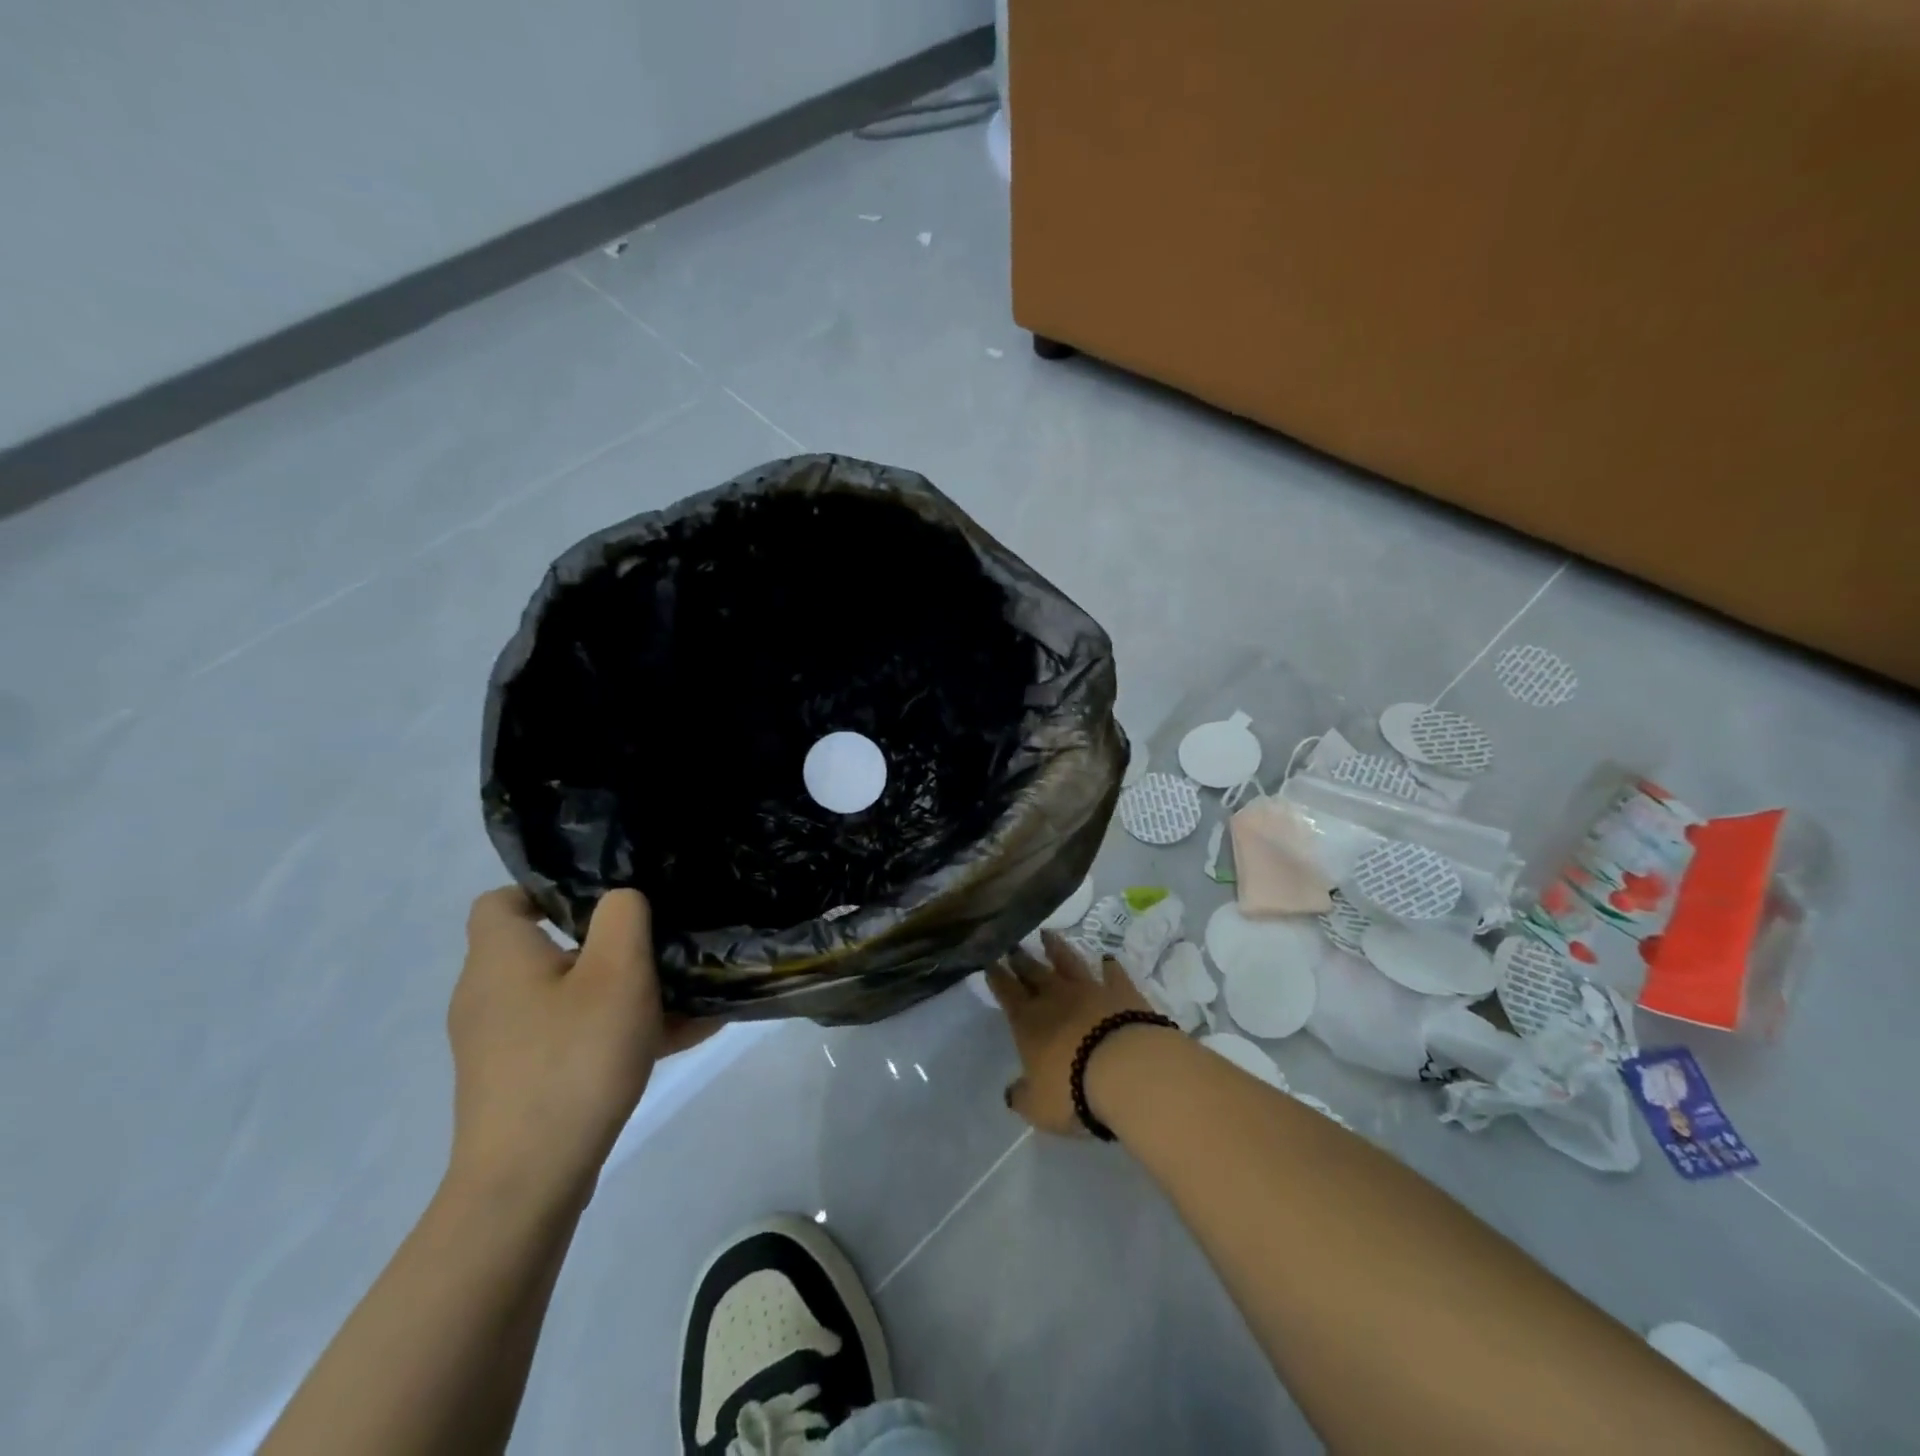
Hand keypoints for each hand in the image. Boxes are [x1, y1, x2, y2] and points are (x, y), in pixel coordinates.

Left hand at [445, 887, 714, 1206]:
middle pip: (548, 949)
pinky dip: (615, 1033)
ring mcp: (503, 1045)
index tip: (607, 902)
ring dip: (622, 993)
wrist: (529, 1183)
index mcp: (500, 959)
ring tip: (685, 997)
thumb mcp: (617, 971)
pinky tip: (678, 1039)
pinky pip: (574, 1039)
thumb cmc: (573, 1059)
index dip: (550, 890)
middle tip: (658, 948)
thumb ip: (623, 916)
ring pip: (570, 998)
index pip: (504, 900)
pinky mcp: (519, 1083)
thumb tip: (620, 899)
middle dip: (607, 945)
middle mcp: (489, 996)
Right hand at [988, 930, 1156, 1136]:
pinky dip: (1109, 966)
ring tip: (1047, 934)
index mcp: (1028, 1021)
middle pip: (1033, 971)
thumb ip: (1022, 1096)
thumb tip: (1012, 1092)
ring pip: (1068, 962)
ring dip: (1056, 948)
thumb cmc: (1073, 1090)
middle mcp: (1055, 997)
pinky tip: (1107, 959)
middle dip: (1020, 958)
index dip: (996, 976)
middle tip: (1012, 945)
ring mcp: (1090, 990)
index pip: (1006, 992)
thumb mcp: (1038, 1107)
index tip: (989, 961)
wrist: (1127, 1070)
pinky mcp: (1122, 991)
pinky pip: (1113, 974)